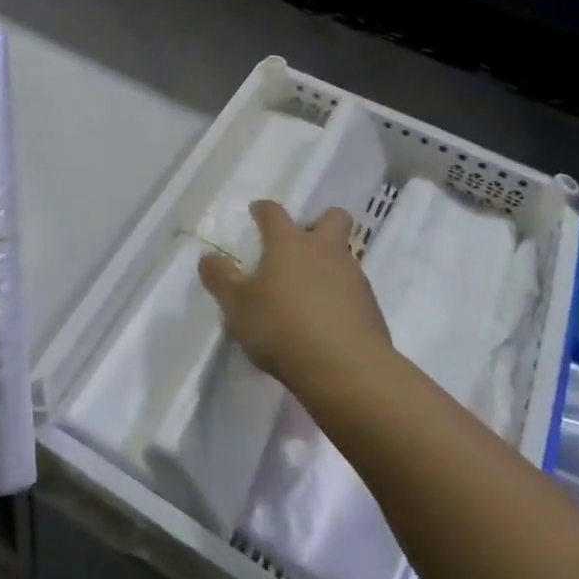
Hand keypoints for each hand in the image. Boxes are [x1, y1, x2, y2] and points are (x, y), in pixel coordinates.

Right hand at [198, 201, 389, 395]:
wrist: (346, 369)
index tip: (257, 213)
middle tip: (301, 245)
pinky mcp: (371, 307)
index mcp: (289, 243)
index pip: (274, 212)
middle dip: (318, 223)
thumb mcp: (238, 306)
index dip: (263, 210)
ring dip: (329, 266)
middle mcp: (324, 250)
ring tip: (308, 296)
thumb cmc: (282, 327)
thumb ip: (221, 279)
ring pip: (344, 256)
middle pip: (332, 217)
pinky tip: (326, 324)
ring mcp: (353, 276)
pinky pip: (354, 291)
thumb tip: (207, 258)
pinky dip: (340, 299)